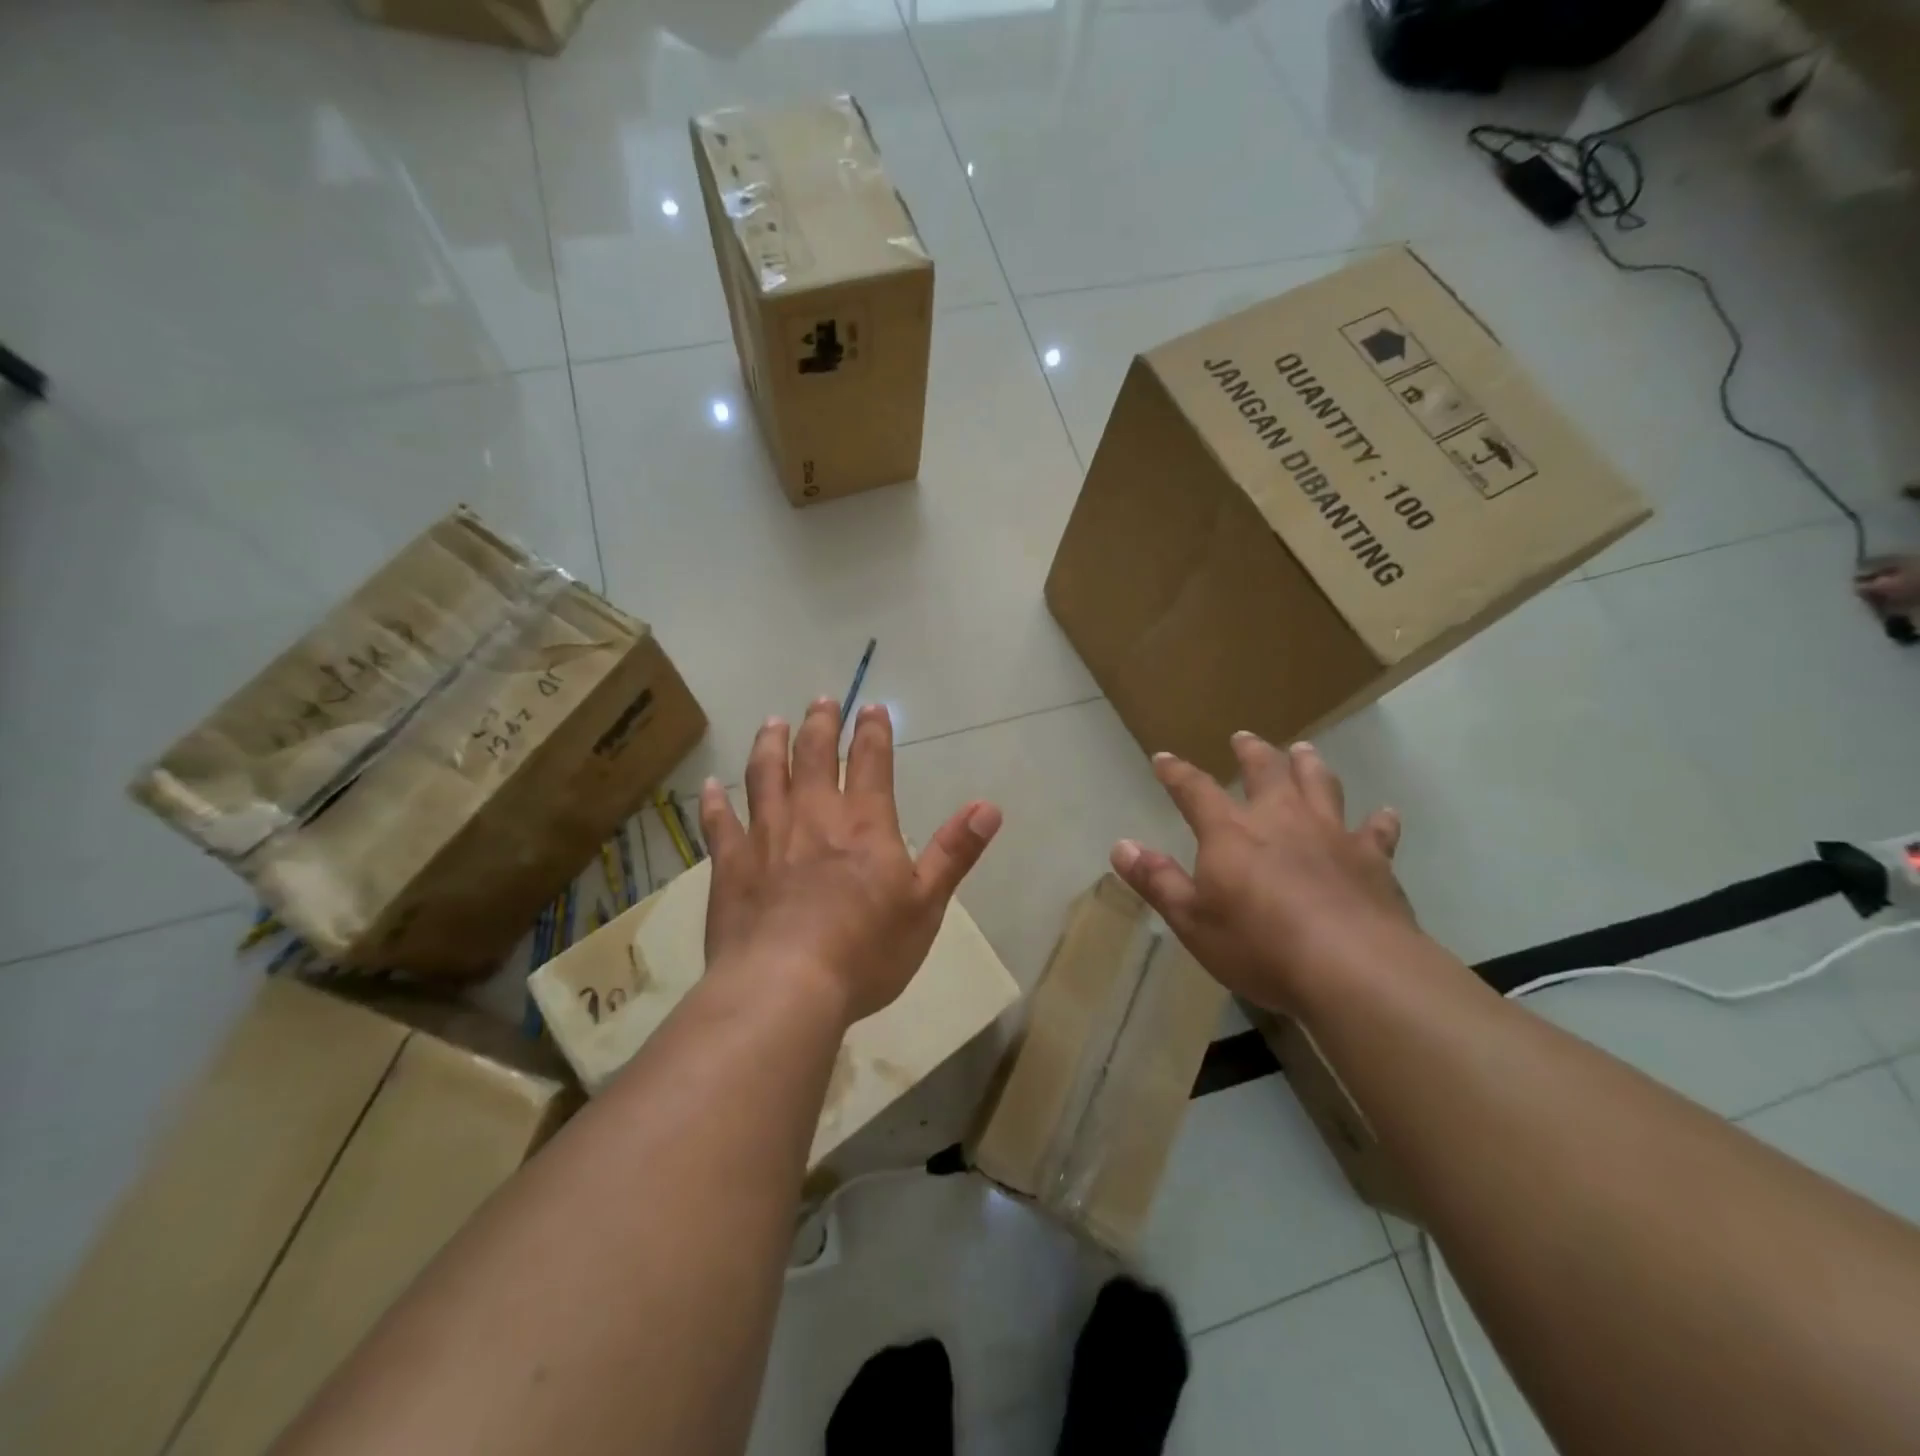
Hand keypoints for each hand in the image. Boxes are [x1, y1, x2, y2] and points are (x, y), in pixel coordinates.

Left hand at [699, 698, 1002, 1024]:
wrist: (784, 987)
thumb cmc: (865, 951)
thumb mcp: (925, 905)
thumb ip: (955, 853)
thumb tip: (990, 807)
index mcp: (864, 823)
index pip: (871, 761)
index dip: (873, 731)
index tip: (871, 708)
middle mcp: (813, 815)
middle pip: (814, 755)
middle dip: (820, 724)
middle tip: (821, 701)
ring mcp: (765, 836)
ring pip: (764, 774)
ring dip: (769, 745)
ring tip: (772, 723)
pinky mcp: (729, 864)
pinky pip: (719, 822)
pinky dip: (715, 801)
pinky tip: (711, 785)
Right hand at [1110, 735, 1416, 1013]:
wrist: (1353, 968)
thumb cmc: (1259, 945)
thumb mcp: (1192, 920)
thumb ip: (1157, 880)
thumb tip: (1121, 845)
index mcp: (1231, 833)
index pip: (1195, 791)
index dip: (1177, 773)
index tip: (1164, 758)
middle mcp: (1281, 820)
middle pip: (1266, 772)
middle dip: (1252, 753)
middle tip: (1244, 738)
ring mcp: (1332, 835)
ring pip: (1320, 785)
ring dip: (1310, 766)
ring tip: (1304, 751)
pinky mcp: (1373, 860)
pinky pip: (1377, 831)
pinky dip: (1379, 821)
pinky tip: (1385, 814)